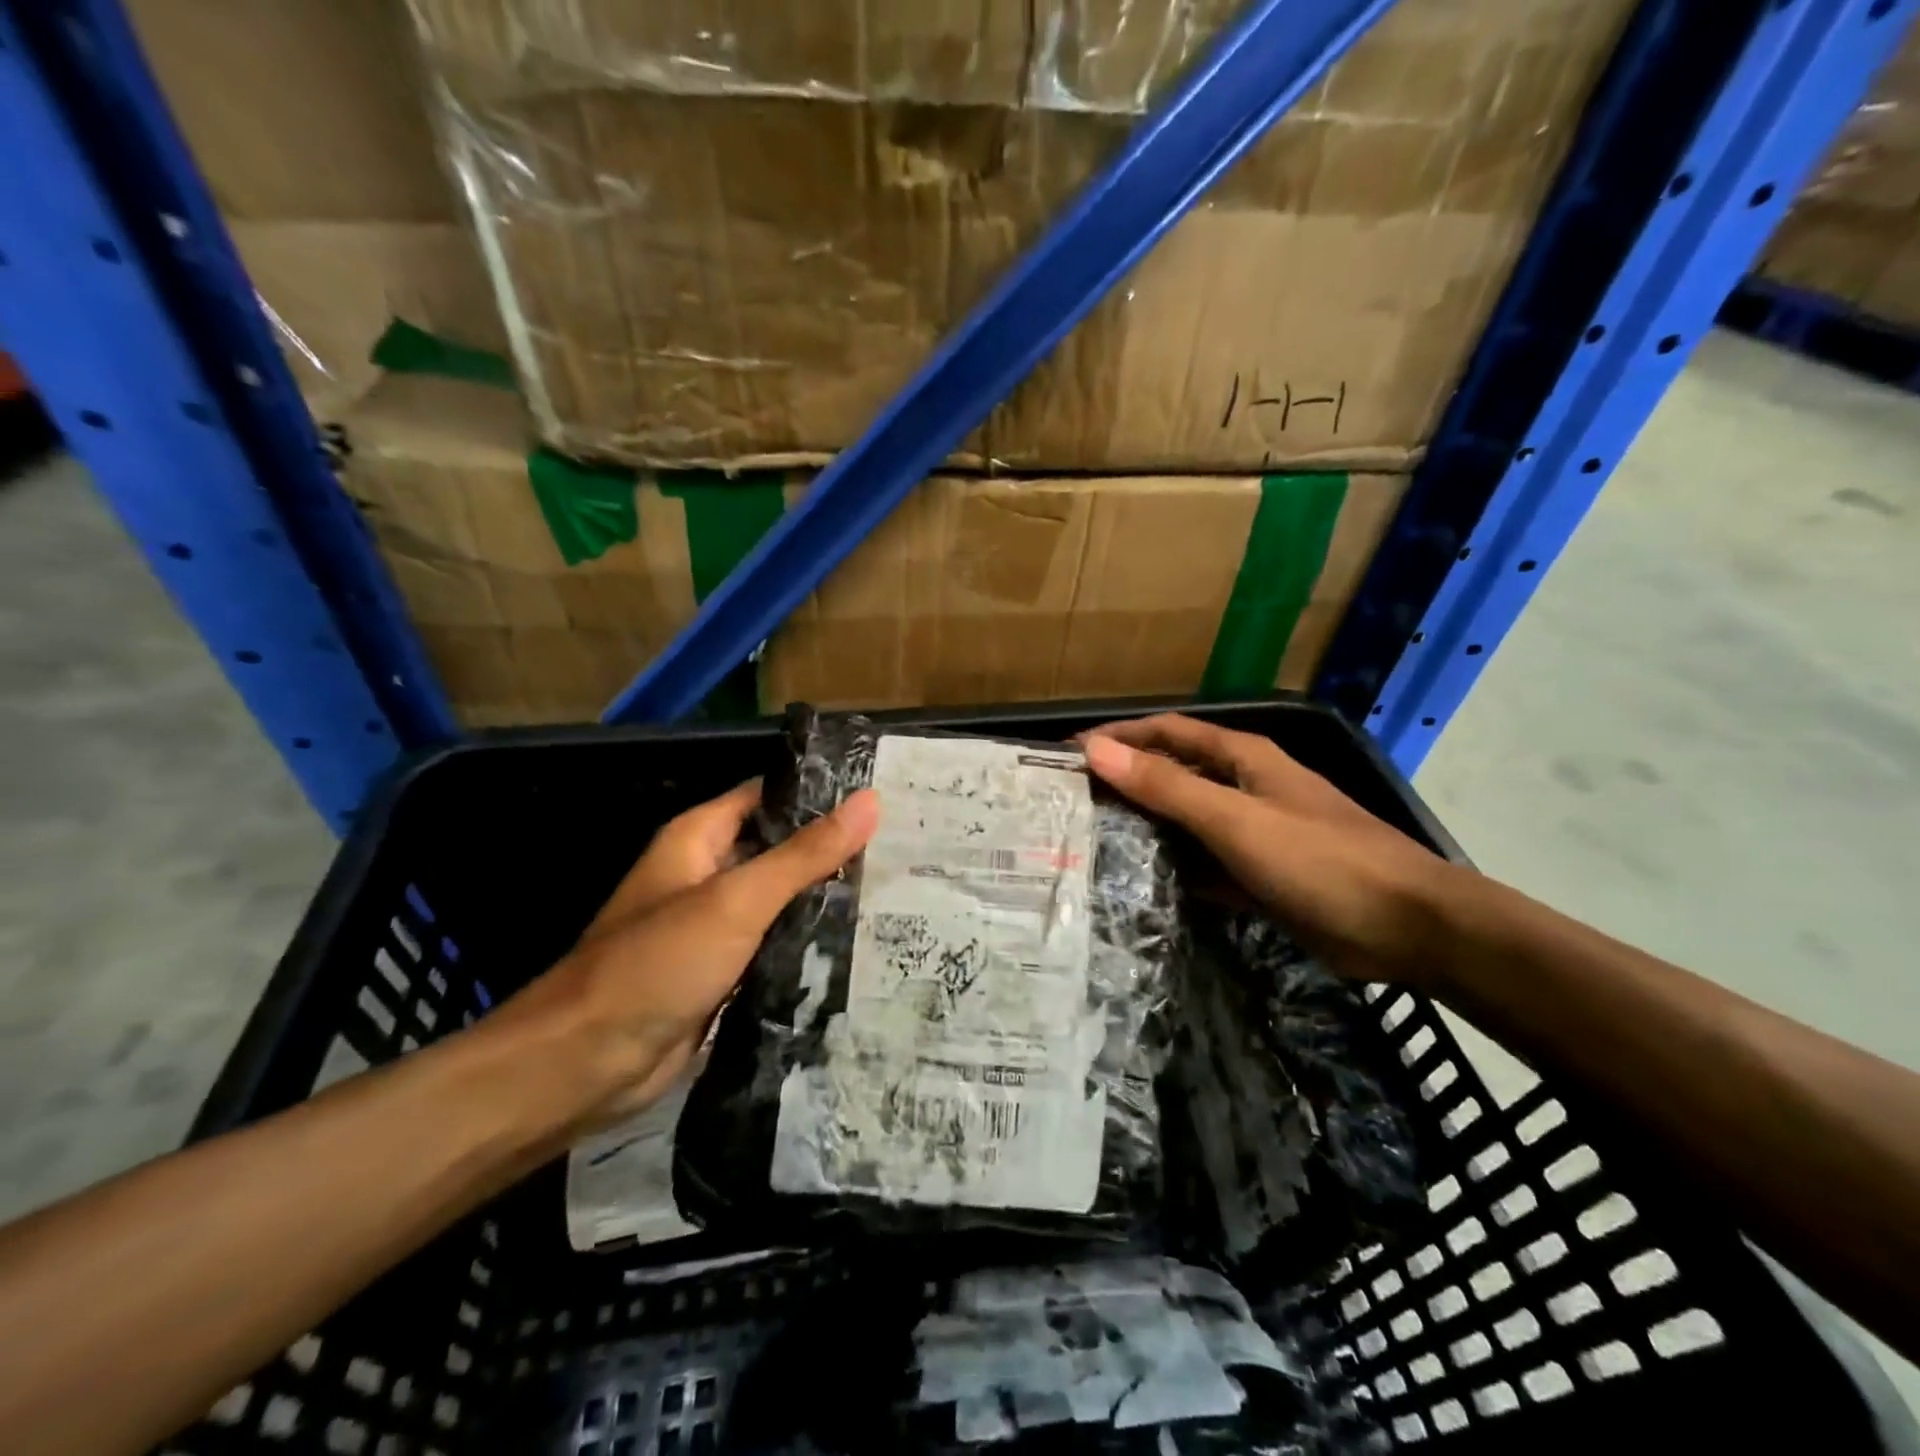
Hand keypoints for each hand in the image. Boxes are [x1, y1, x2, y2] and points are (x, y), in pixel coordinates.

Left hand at [486, 784, 879, 1128]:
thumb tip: (870, 801)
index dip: (822, 794)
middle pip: (780, 849)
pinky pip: (775, 945)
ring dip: (827, 899)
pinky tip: (861, 943)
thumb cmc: (657, 963)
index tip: (883, 798)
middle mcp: (708, 873)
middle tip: (904, 848)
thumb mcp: (738, 899)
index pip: (770, 796)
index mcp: (700, 838)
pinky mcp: (725, 971)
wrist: (586, 1064)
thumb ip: (805, 853)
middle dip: (834, 850)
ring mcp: (716, 925)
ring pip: (782, 900)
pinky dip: (810, 943)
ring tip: (896, 890)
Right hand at [1081, 715, 1444, 981]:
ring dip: (1145, 825)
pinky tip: (1140, 881)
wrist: (1409, 928)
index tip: (1067, 755)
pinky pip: (1204, 860)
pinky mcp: (1260, 872)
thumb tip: (1096, 751)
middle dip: (1124, 781)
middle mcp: (1244, 786)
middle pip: (1172, 773)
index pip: (1165, 732)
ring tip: (1092, 840)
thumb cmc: (1320, 861)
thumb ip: (1166, 787)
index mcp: (1241, 758)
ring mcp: (1254, 830)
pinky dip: (1174, 865)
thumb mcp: (1236, 820)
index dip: (1117, 737)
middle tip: (1070, 802)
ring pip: (1186, 819)